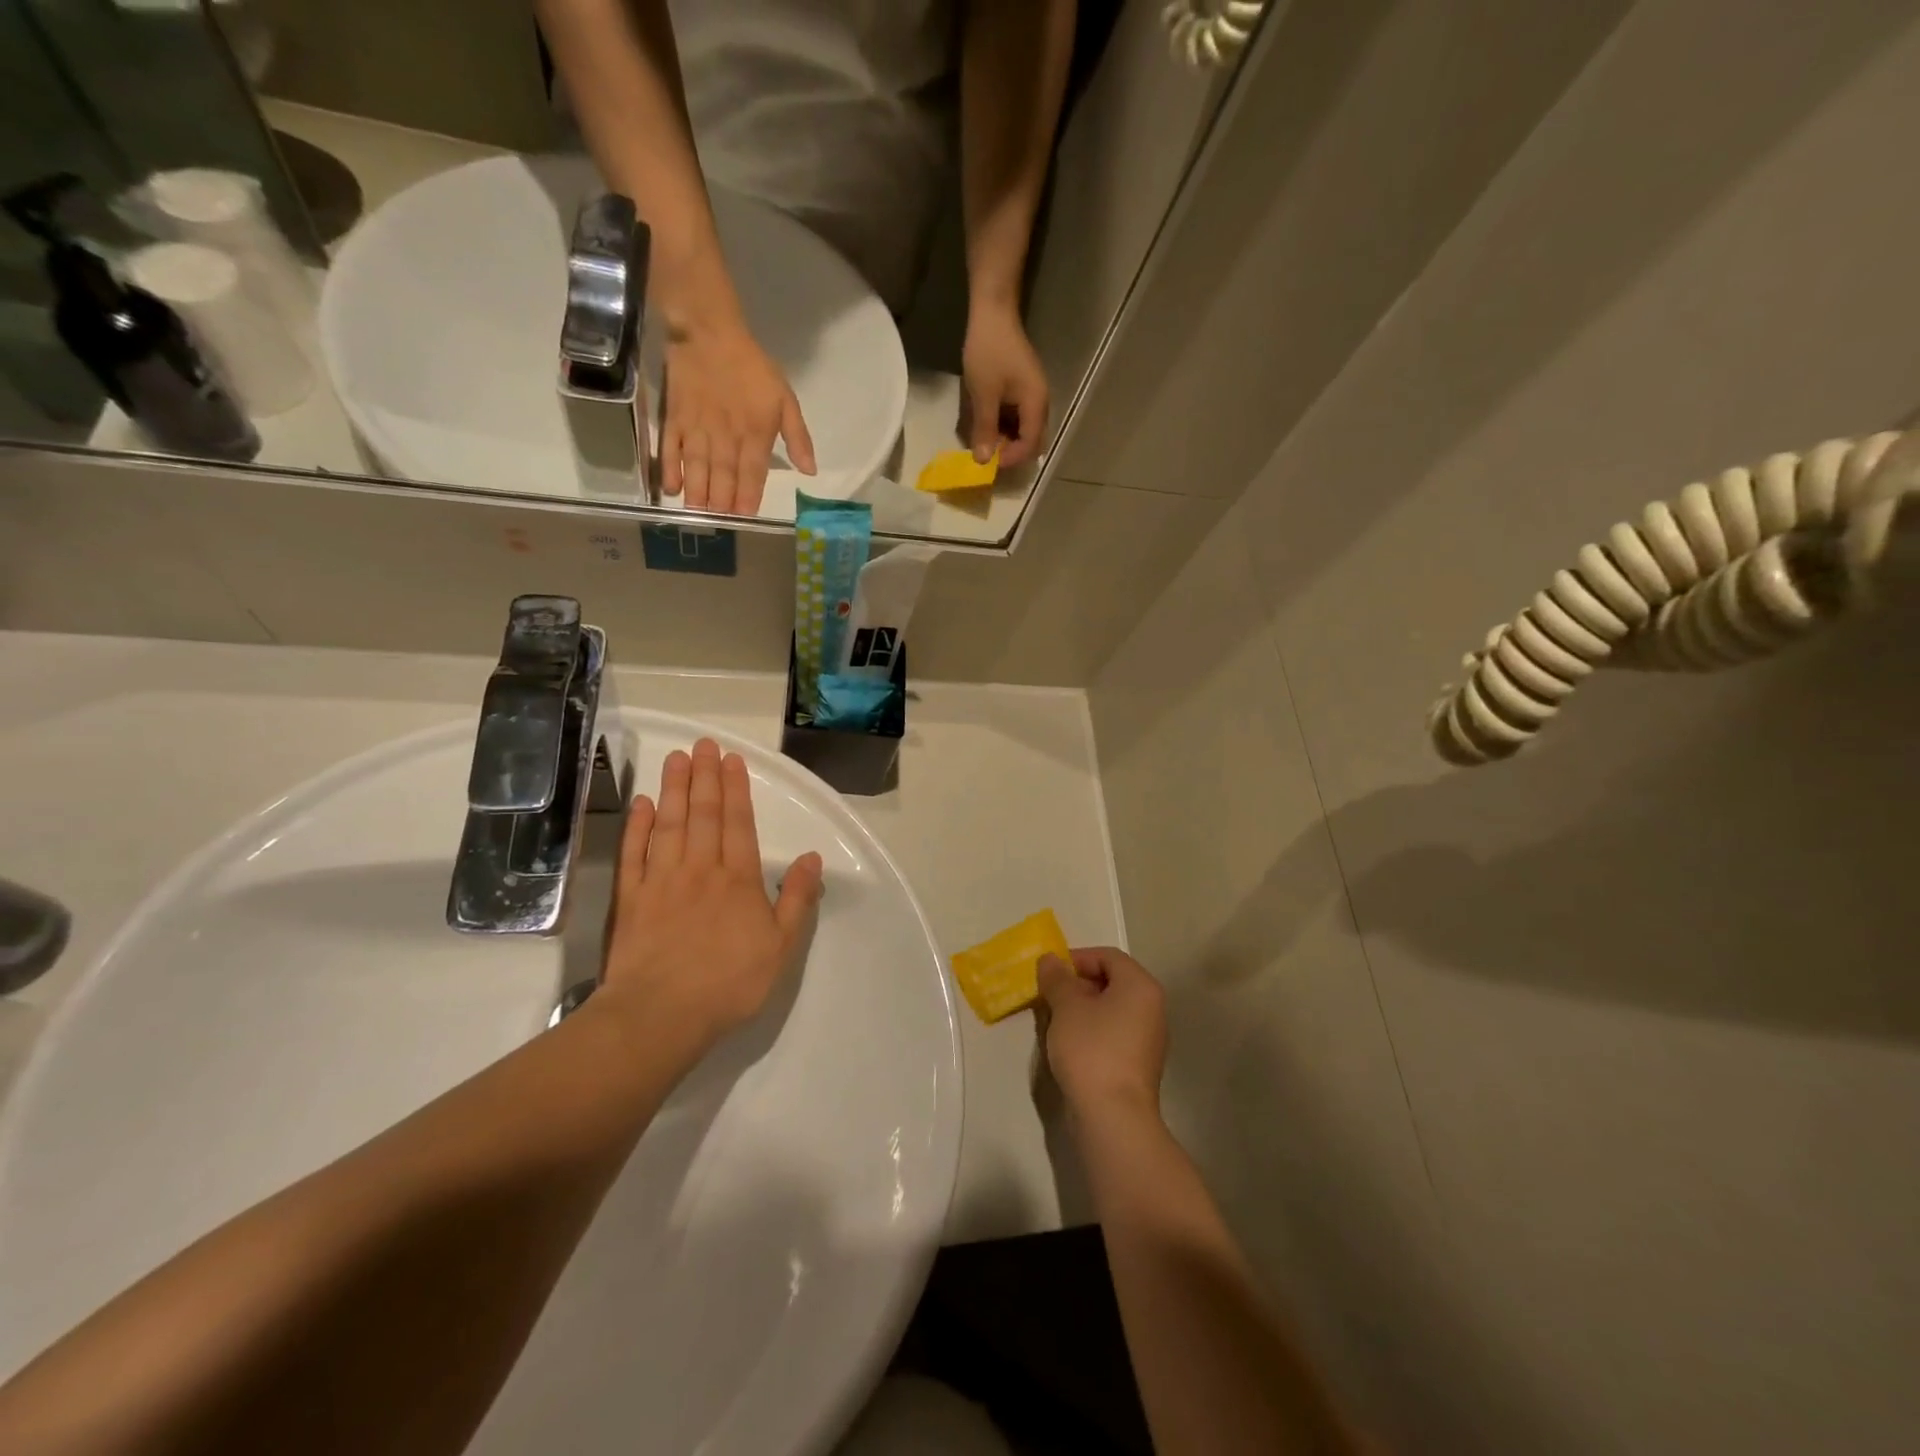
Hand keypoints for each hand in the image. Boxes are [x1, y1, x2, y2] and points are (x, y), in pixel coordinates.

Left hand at [600, 738, 824, 1053]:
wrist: (660, 1015)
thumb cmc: (729, 982)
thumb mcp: (781, 946)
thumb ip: (797, 899)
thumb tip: (813, 858)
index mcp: (738, 879)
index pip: (738, 823)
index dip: (736, 788)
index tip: (731, 758)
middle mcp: (700, 869)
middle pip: (703, 814)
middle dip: (705, 776)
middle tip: (703, 743)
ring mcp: (661, 881)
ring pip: (669, 824)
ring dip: (674, 789)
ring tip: (676, 759)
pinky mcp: (631, 899)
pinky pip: (634, 853)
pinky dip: (638, 826)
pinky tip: (641, 804)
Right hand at [661, 319, 815, 514]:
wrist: (709, 332)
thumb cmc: (751, 367)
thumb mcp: (785, 398)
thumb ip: (798, 437)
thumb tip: (810, 471)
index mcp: (755, 433)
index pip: (752, 473)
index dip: (748, 497)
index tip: (745, 517)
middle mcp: (726, 436)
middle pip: (723, 476)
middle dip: (722, 503)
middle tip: (719, 523)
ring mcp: (698, 428)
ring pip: (698, 468)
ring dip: (698, 494)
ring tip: (698, 515)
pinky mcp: (675, 418)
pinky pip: (672, 449)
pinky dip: (671, 469)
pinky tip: (672, 489)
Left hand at [961, 303, 1048, 468]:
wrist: (993, 313)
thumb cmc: (989, 352)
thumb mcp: (983, 395)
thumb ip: (985, 429)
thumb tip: (983, 461)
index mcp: (1036, 404)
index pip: (1030, 445)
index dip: (1011, 459)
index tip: (989, 462)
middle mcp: (1041, 403)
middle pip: (1032, 441)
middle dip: (1011, 452)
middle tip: (987, 454)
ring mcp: (1034, 396)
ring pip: (1025, 431)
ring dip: (1007, 440)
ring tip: (984, 441)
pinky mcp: (1024, 390)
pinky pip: (1019, 418)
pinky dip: (1006, 427)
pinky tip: (988, 425)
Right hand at [1036, 947, 1167, 1124]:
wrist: (1113, 1116)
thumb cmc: (1091, 1049)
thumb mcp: (1066, 1006)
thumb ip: (1057, 978)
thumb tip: (1050, 960)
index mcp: (1140, 986)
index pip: (1108, 956)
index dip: (1077, 958)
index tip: (1050, 973)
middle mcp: (1152, 1007)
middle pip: (1111, 981)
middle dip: (1077, 984)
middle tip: (1048, 995)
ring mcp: (1148, 1038)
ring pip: (1111, 1009)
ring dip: (1081, 1009)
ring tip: (1054, 1020)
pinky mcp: (1138, 1064)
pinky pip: (1113, 1033)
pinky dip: (1091, 1031)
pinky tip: (1069, 1045)